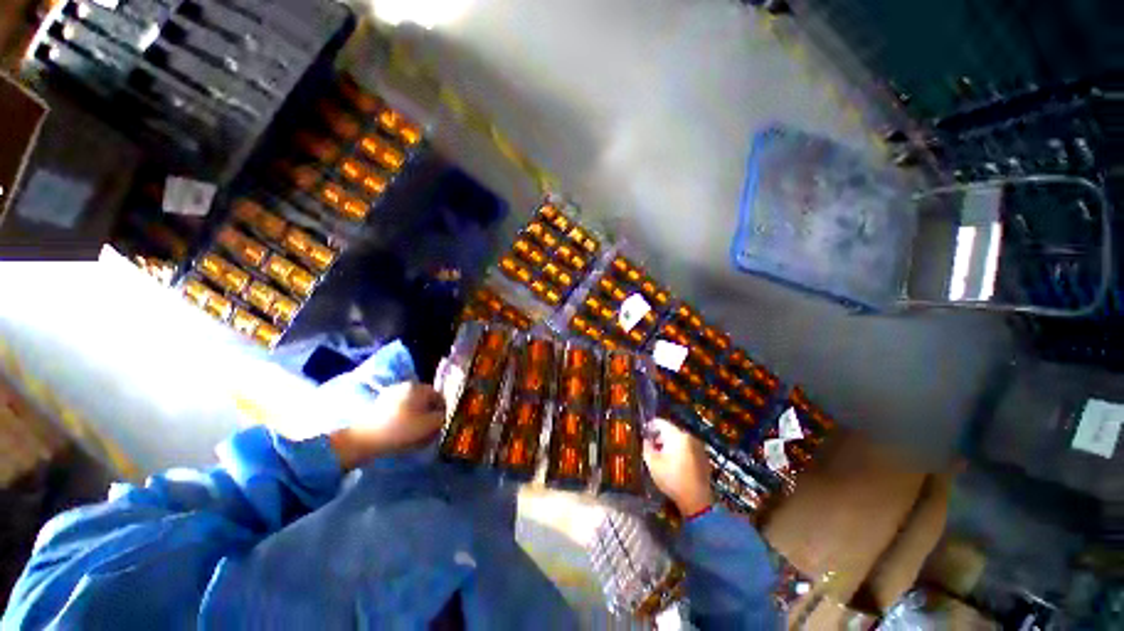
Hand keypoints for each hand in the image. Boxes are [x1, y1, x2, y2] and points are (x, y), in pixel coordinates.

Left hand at [328, 382, 445, 469]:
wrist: (362, 441)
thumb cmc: (401, 430)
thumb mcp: (430, 425)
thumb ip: (443, 417)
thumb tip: (445, 415)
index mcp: (419, 387)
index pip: (439, 397)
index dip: (443, 411)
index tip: (440, 426)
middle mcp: (405, 386)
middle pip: (425, 400)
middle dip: (429, 413)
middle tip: (428, 430)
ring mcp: (391, 394)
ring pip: (412, 405)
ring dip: (416, 417)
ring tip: (414, 433)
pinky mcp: (379, 405)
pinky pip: (399, 410)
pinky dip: (403, 419)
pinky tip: (401, 432)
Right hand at [644, 418, 713, 516]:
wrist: (696, 500)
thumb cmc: (672, 479)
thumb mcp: (652, 463)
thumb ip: (646, 447)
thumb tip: (646, 439)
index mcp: (677, 436)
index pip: (660, 422)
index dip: (650, 425)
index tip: (644, 432)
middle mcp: (689, 437)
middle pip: (671, 430)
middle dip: (660, 436)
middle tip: (651, 445)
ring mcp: (698, 446)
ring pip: (680, 439)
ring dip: (670, 443)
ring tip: (662, 455)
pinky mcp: (703, 457)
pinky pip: (688, 447)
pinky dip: (680, 450)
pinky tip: (674, 462)